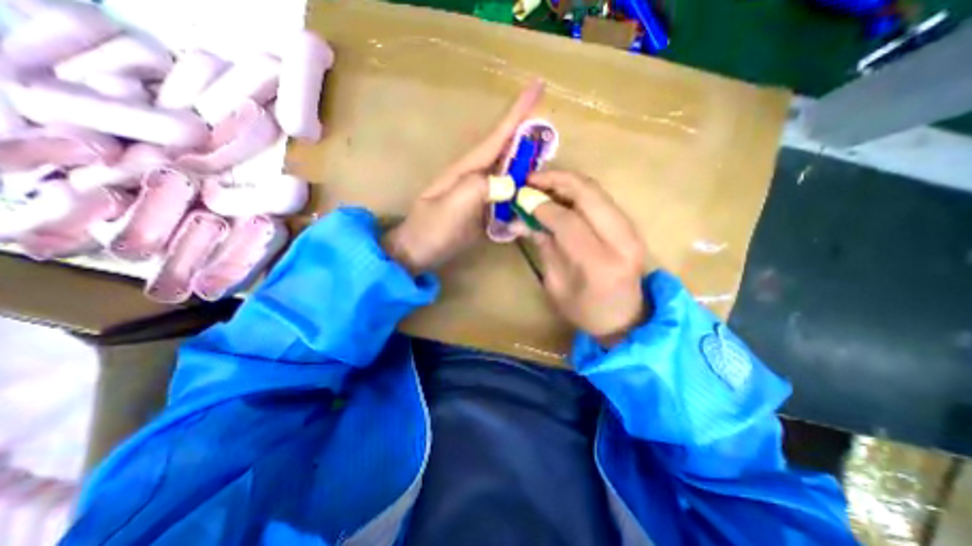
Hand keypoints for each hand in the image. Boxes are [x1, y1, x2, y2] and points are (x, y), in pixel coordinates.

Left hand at [381, 81, 544, 274]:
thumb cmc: (431, 229)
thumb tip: (509, 182)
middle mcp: (476, 177)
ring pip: (509, 175)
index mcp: (468, 169)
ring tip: (548, 166)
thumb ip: (478, 189)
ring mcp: (480, 195)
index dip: (518, 112)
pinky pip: (507, 198)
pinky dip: (521, 195)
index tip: (538, 85)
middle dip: (529, 139)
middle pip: (507, 152)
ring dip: (529, 169)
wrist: (418, 252)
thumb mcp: (451, 207)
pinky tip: (533, 197)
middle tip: (552, 136)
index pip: (497, 136)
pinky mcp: (483, 211)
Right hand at [529, 171, 648, 345]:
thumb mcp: (556, 285)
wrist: (626, 319)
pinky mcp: (631, 226)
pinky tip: (560, 194)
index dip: (542, 207)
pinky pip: (602, 199)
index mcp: (600, 264)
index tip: (521, 200)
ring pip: (597, 191)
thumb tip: (521, 220)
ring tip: (542, 183)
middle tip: (531, 179)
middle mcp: (622, 241)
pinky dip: (579, 191)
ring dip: (567, 182)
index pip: (568, 221)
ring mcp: (632, 231)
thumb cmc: (586, 312)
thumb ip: (544, 247)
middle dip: (557, 180)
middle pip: (589, 194)